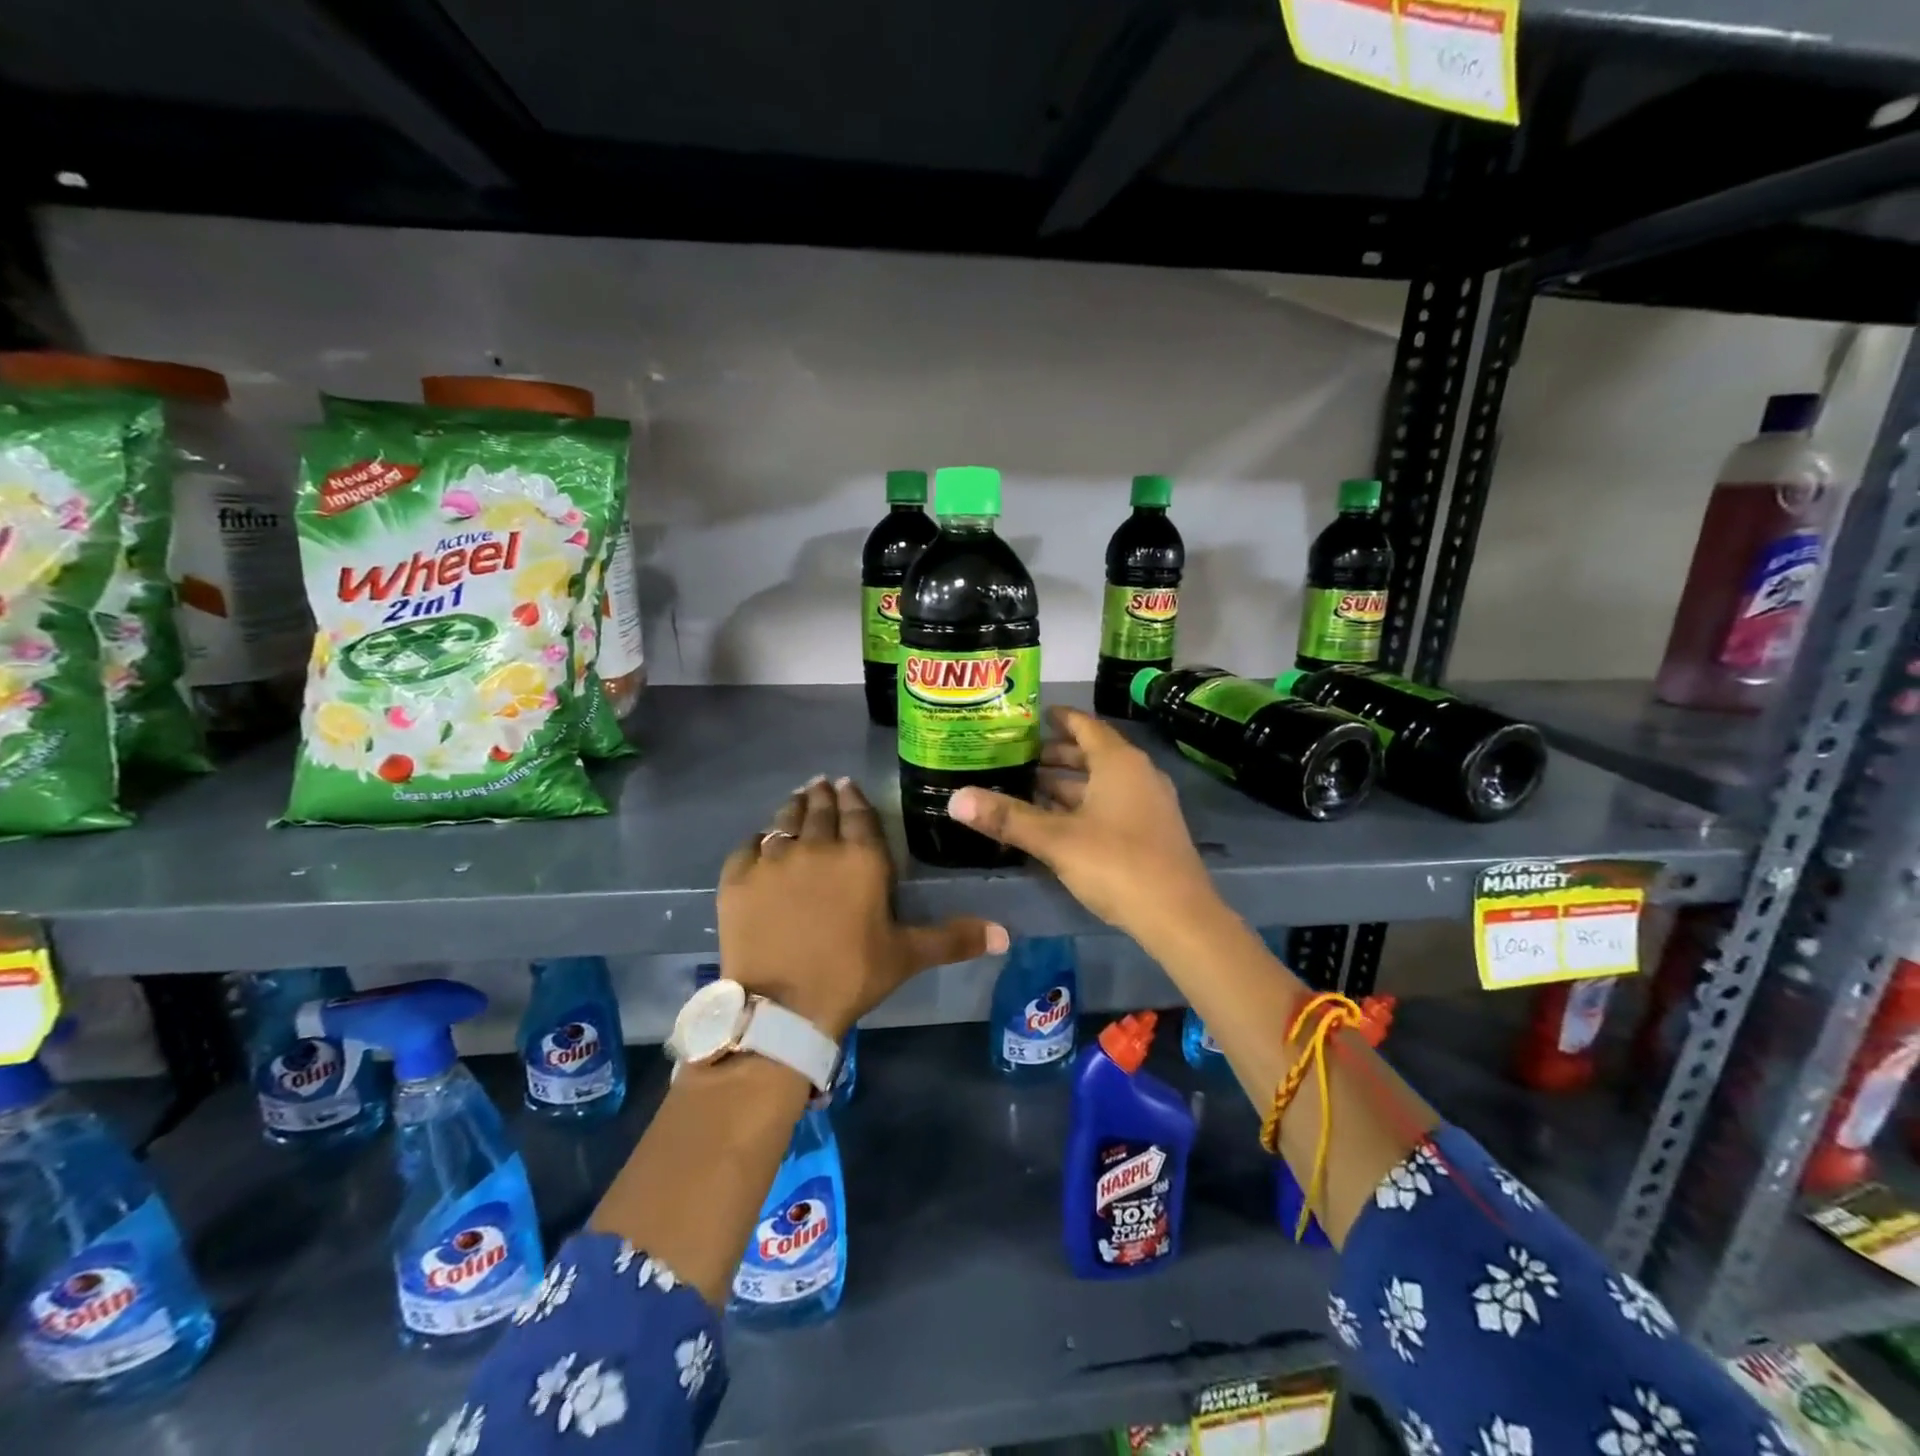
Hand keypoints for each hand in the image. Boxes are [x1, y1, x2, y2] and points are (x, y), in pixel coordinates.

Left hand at [718, 776, 1008, 1036]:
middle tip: (822, 784)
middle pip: (819, 810)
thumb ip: (954, 938)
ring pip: (783, 820)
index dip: (854, 797)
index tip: (847, 784)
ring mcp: (773, 859)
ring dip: (793, 807)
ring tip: (796, 798)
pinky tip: (760, 841)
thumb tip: (1006, 935)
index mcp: (861, 858)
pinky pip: (748, 846)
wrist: (782, 1006)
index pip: (859, 814)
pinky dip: (757, 840)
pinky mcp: (738, 878)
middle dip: (823, 795)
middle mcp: (817, 846)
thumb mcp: (907, 955)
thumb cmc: (852, 975)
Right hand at [947, 706, 1218, 942]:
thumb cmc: (1116, 864)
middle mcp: (1138, 774)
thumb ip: (1007, 817)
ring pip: (1101, 782)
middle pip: (1092, 753)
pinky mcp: (1151, 831)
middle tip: (1017, 757)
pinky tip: (1056, 822)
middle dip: (1056, 755)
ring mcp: (1148, 804)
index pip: (1085, 725)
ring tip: (1028, 788)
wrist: (1179, 916)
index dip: (1059, 719)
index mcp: (1119, 762)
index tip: (1032, 717)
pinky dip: (1083, 805)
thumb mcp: (1055, 839)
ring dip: (1067, 784)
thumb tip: (955, 799)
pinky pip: (1111, 804)